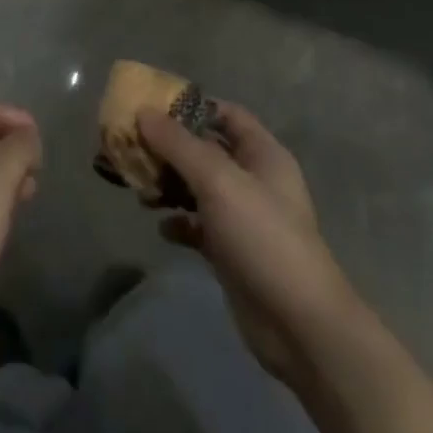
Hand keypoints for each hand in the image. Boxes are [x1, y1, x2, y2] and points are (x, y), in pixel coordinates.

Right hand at [140, 103, 354, 387]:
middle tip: (133, 148)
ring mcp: (244, 217)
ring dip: (170, 185)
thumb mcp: (217, 180)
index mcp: (262, 154)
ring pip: (199, 188)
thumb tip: (143, 111)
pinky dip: (179, 222)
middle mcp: (254, 180)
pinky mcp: (232, 251)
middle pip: (206, 150)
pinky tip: (162, 228)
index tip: (153, 108)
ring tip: (139, 189)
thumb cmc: (262, 236)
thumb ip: (178, 144)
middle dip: (170, 148)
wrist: (299, 325)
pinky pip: (199, 226)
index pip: (226, 114)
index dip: (192, 107)